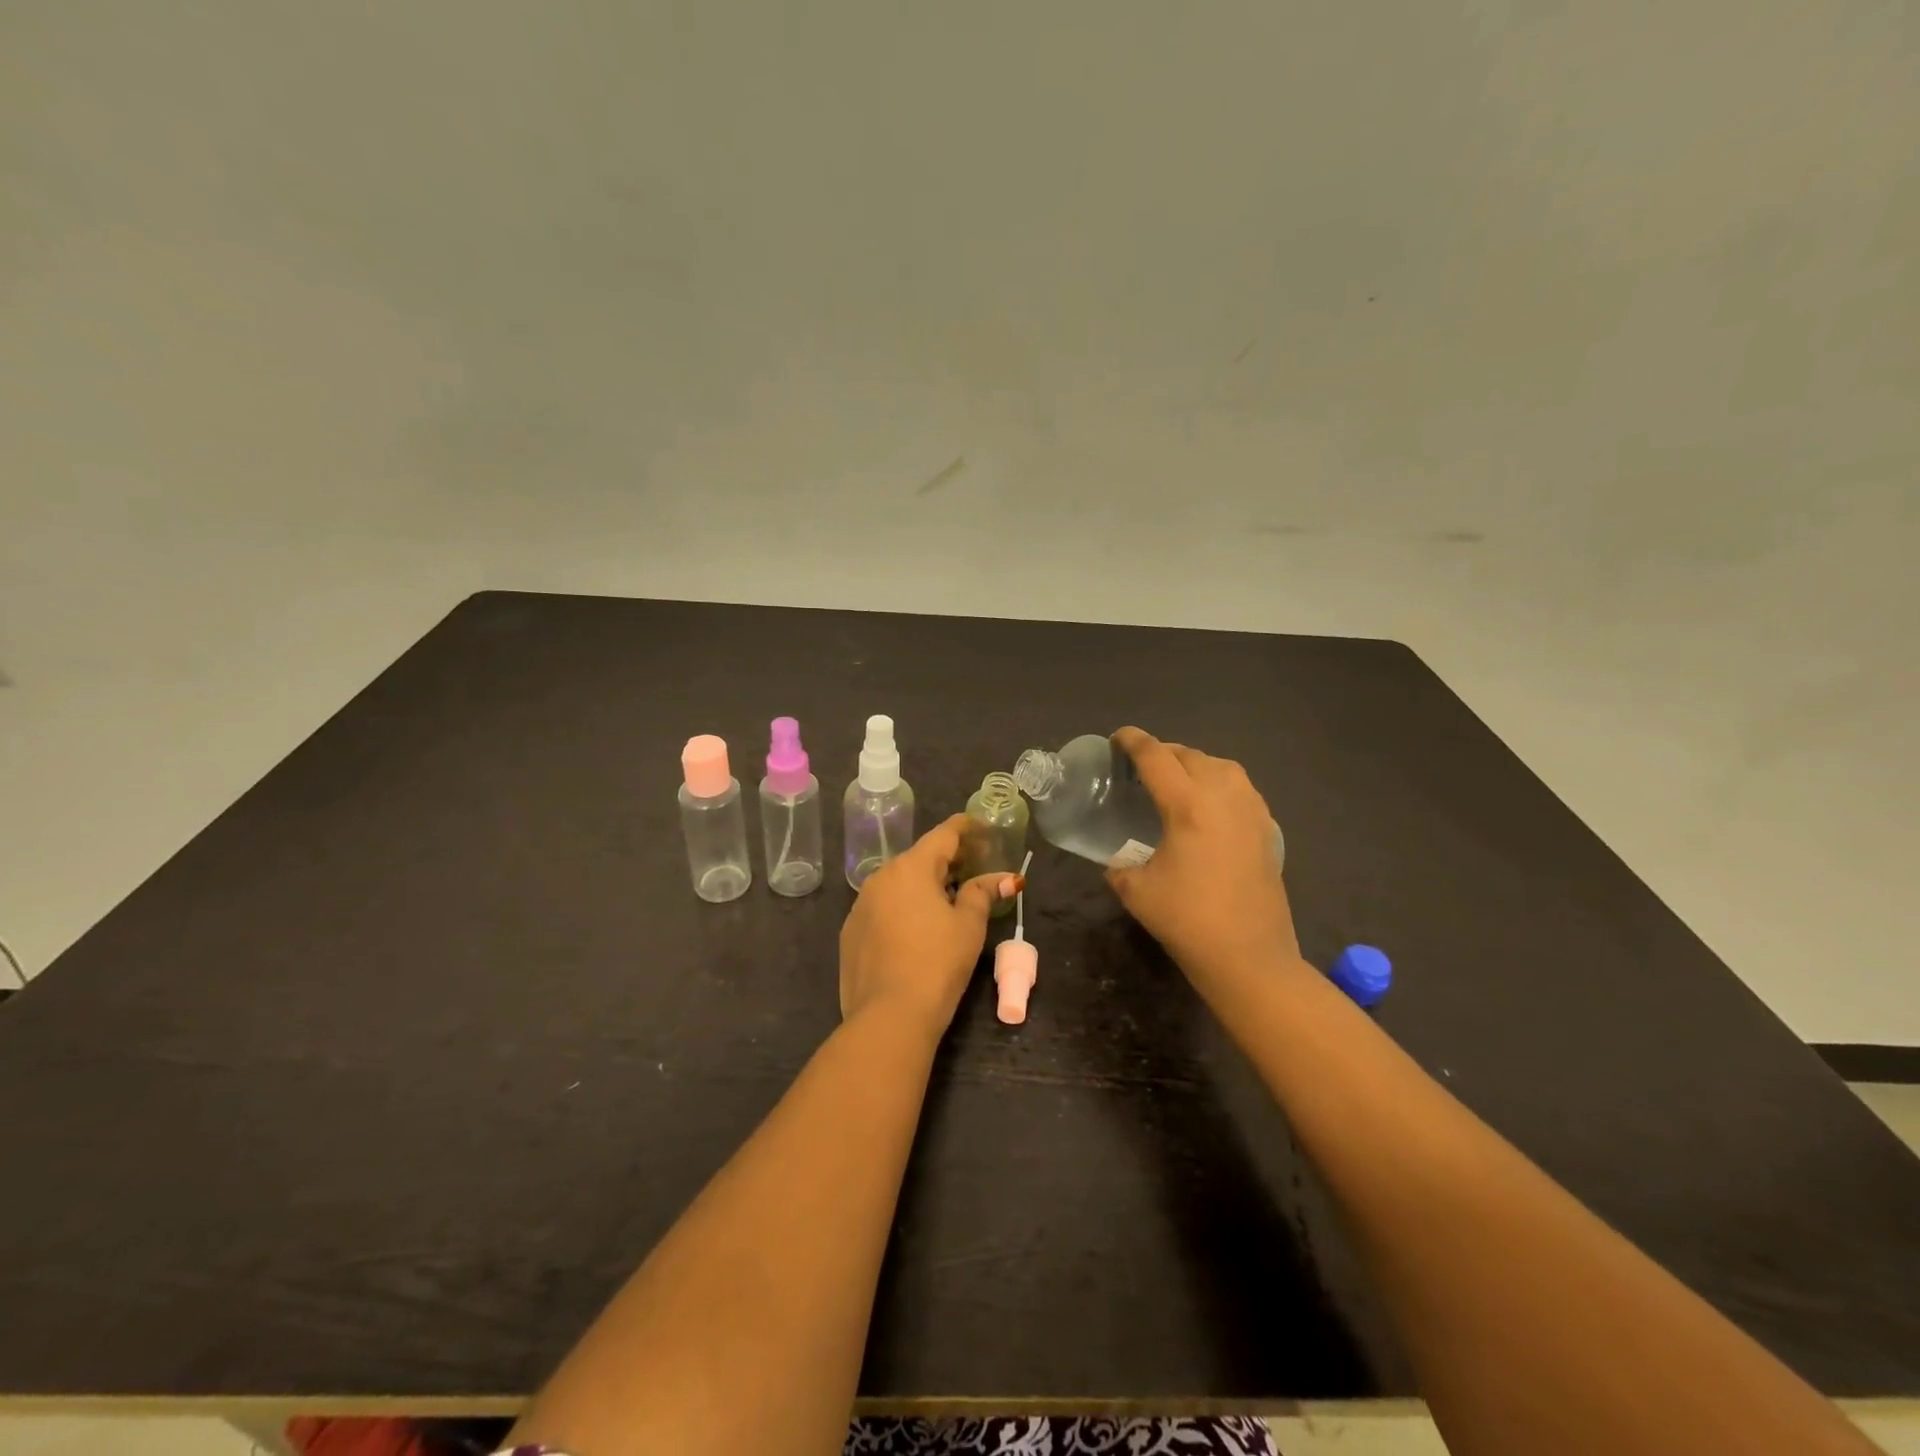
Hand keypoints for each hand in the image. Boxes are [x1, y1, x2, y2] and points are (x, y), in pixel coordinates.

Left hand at [839, 814, 1018, 1036]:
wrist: (888, 1016)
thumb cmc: (937, 964)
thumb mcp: (968, 926)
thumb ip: (983, 894)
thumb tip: (1005, 878)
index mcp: (911, 868)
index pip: (944, 834)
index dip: (966, 828)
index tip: (983, 827)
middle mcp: (881, 877)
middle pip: (919, 857)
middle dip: (947, 860)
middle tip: (973, 868)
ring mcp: (860, 905)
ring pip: (898, 883)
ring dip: (923, 885)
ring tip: (947, 900)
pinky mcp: (850, 932)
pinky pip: (882, 907)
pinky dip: (902, 908)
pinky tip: (916, 930)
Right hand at [1106, 727, 1299, 977]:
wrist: (1249, 957)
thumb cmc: (1188, 920)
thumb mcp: (1136, 891)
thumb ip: (1119, 866)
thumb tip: (1115, 861)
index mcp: (1188, 805)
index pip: (1156, 757)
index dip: (1133, 742)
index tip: (1118, 738)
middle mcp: (1223, 796)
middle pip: (1190, 755)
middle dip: (1163, 752)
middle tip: (1142, 766)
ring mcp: (1251, 811)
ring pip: (1221, 766)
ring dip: (1195, 764)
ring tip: (1177, 780)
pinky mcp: (1268, 829)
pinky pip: (1241, 788)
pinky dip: (1220, 784)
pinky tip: (1209, 806)